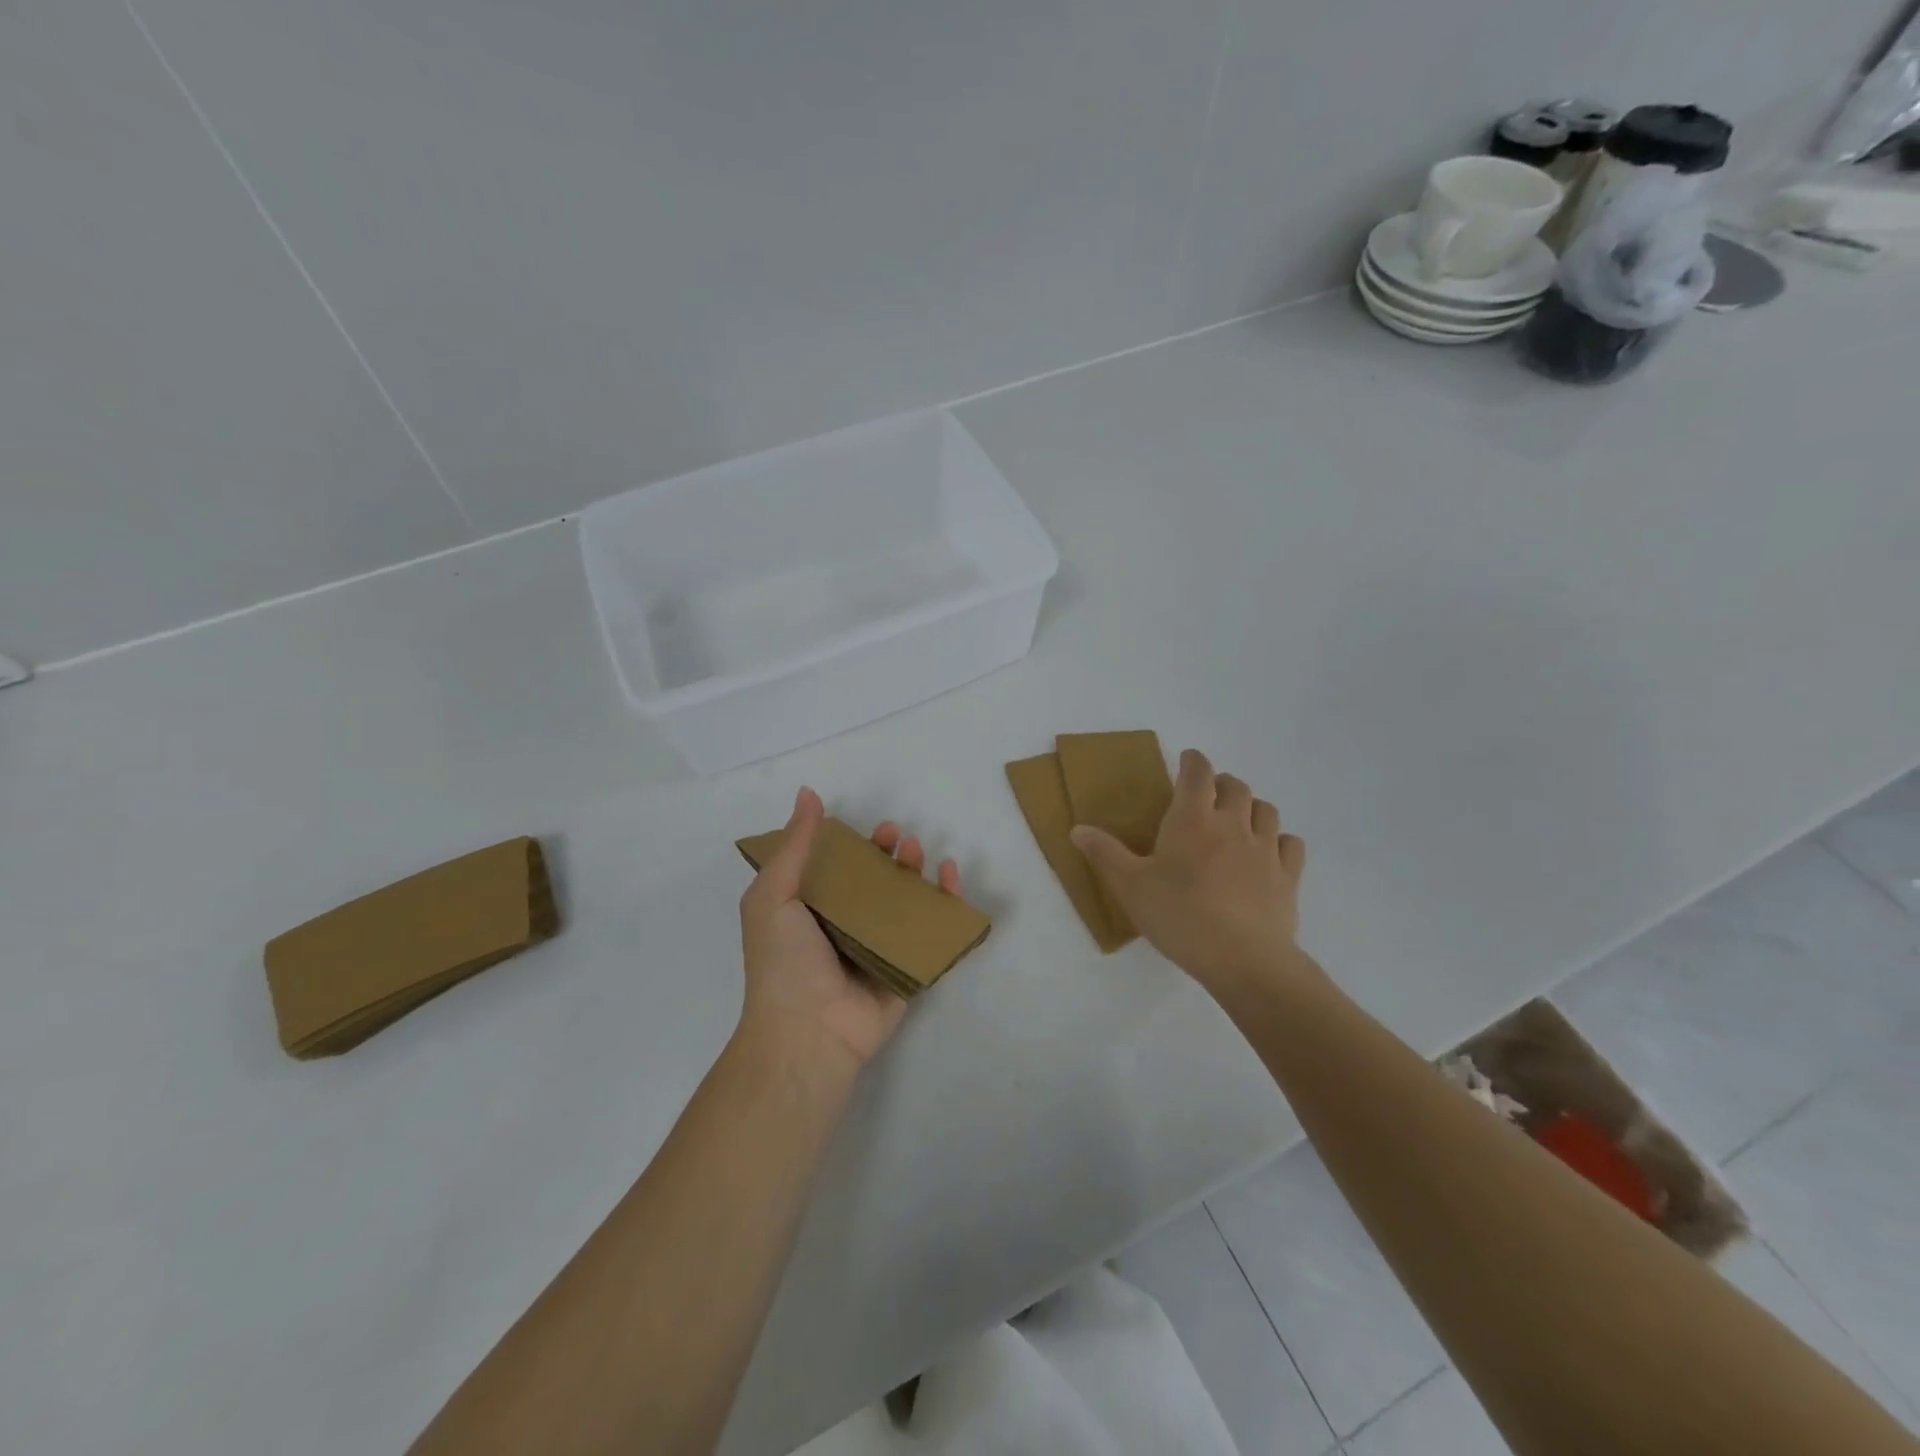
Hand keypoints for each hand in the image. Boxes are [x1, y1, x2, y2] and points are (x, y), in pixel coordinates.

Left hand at [737, 787, 960, 1076]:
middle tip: (898, 838)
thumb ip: (794, 846)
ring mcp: (879, 949)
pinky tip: (951, 880)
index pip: (838, 868)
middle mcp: (847, 927)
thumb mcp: (773, 896)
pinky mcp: (908, 968)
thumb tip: (807, 793)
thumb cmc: (784, 962)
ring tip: (918, 853)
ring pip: (906, 902)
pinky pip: (932, 932)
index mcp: (812, 911)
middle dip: (889, 855)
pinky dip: (947, 905)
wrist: (808, 1033)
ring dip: (916, 873)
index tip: (868, 828)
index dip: (855, 844)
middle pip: (876, 882)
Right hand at [1071, 750, 1307, 996]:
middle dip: (1221, 783)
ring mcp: (1265, 849)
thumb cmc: (1179, 916)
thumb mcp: (1129, 886)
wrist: (1243, 958)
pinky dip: (1279, 839)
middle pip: (1235, 786)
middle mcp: (1232, 824)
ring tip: (1238, 818)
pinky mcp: (1288, 876)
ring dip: (1251, 806)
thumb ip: (1104, 854)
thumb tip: (1077, 828)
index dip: (1193, 761)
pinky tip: (1269, 852)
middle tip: (1208, 794)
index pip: (1198, 772)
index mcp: (1192, 820)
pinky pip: (1290, 844)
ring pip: (1266, 810)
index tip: (1187, 759)